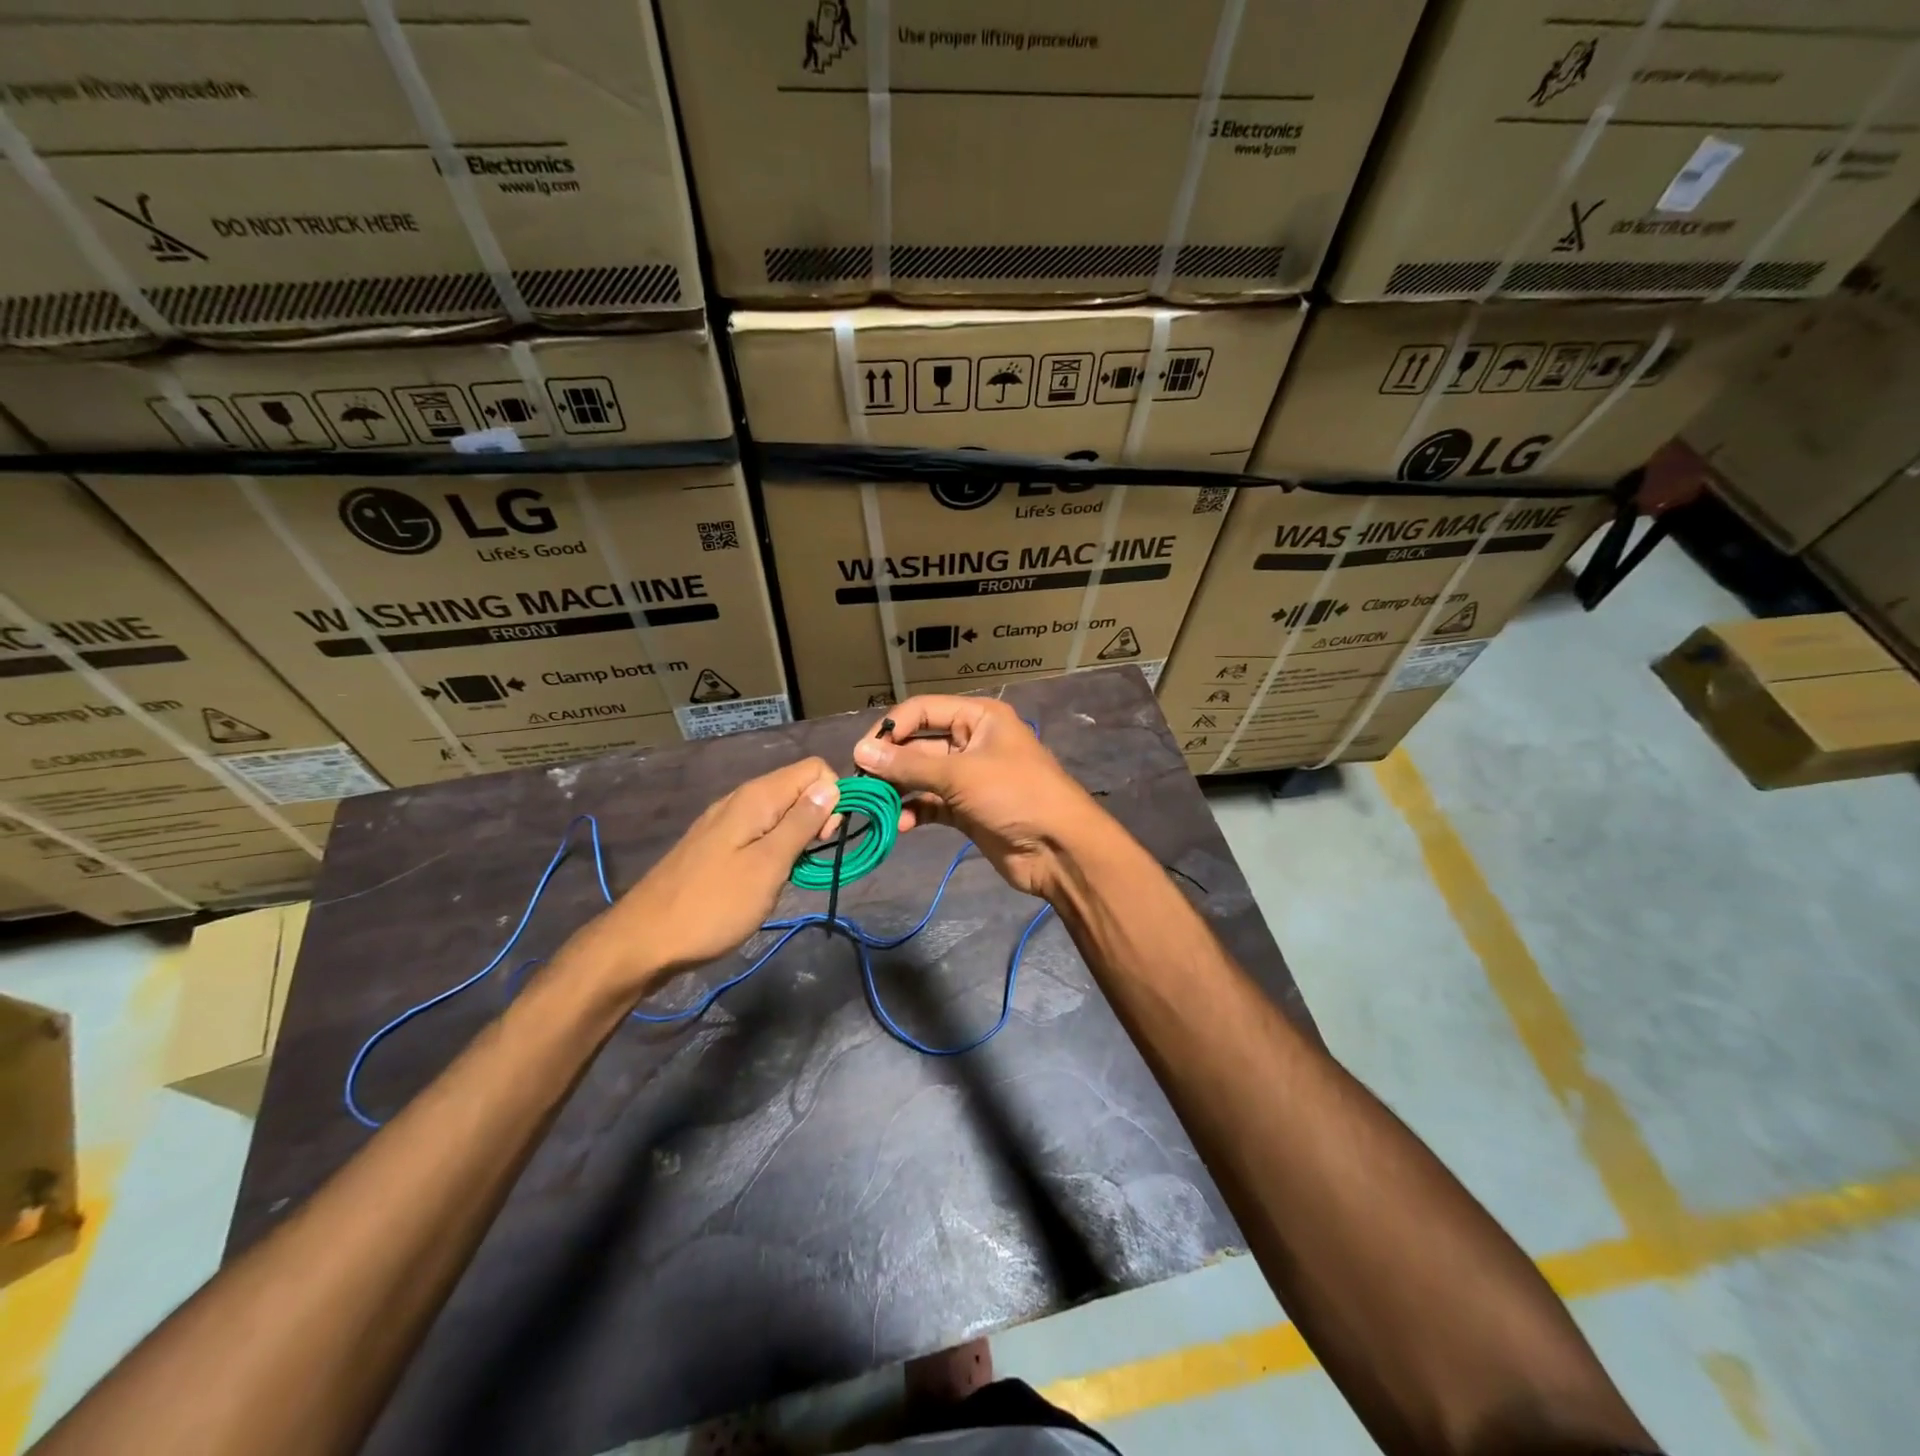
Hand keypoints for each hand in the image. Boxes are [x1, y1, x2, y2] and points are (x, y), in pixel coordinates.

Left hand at [564, 757, 840, 998]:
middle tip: (807, 860)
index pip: (814, 769)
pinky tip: (765, 877)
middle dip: (817, 817)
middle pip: (798, 788)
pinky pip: (760, 831)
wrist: (644, 941)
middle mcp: (741, 799)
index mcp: (756, 797)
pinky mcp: (717, 844)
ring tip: (788, 873)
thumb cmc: (713, 905)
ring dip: (797, 836)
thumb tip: (831, 786)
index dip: (832, 798)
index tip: (824, 838)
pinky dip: (774, 848)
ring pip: (780, 811)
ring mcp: (725, 822)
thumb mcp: (768, 866)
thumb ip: (801, 823)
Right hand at [852, 696, 1112, 900]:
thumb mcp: (961, 774)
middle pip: (919, 744)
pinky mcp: (967, 810)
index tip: (862, 753)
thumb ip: (909, 765)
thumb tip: (861, 752)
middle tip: (861, 783)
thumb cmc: (1015, 795)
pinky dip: (915, 811)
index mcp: (978, 718)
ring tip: (874, 805)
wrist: (1059, 849)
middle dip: (891, 763)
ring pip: (922, 776)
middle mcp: (972, 742)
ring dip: (899, 789)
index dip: (891, 728)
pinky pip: (932, 804)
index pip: (923, 710)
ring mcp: (969, 778)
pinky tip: (900, 824)